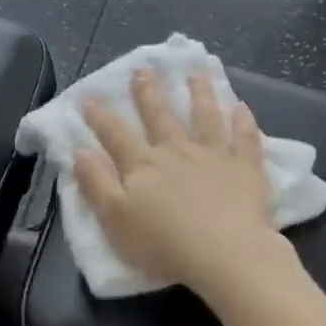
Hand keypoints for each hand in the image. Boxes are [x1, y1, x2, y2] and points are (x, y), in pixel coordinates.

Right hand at [76, 69, 281, 292]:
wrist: (224, 255)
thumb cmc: (163, 245)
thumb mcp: (115, 219)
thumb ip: (97, 184)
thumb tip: (80, 151)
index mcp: (143, 166)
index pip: (115, 135)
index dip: (100, 117)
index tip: (88, 98)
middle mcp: (176, 151)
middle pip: (160, 116)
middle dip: (148, 93)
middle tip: (143, 70)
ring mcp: (213, 156)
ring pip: (204, 117)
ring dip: (199, 94)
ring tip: (195, 74)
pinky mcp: (245, 168)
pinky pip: (245, 139)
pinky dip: (243, 122)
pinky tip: (242, 107)